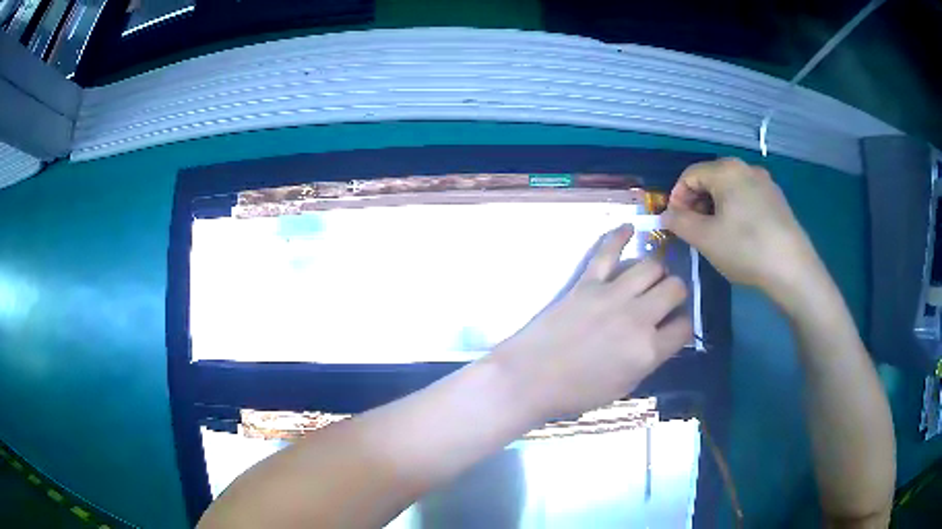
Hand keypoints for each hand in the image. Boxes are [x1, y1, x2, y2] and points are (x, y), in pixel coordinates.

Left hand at [492, 225, 691, 419]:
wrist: (529, 379)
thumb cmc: (575, 393)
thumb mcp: (624, 386)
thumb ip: (649, 358)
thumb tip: (662, 336)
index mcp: (649, 350)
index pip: (685, 326)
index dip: (683, 325)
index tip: (675, 326)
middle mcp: (638, 317)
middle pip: (675, 288)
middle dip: (676, 293)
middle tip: (664, 300)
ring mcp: (612, 295)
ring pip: (652, 264)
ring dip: (657, 270)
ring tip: (650, 278)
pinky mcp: (586, 282)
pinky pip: (607, 251)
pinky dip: (619, 236)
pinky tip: (629, 228)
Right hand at [662, 157, 821, 301]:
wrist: (793, 269)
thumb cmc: (745, 249)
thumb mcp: (705, 238)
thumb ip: (679, 222)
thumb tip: (668, 215)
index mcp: (726, 170)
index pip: (689, 175)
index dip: (677, 197)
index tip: (675, 223)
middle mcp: (746, 168)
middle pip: (711, 179)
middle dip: (697, 203)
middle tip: (694, 230)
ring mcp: (765, 183)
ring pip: (730, 189)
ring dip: (716, 208)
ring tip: (716, 235)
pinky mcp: (778, 200)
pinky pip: (748, 198)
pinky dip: (736, 211)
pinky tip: (740, 235)